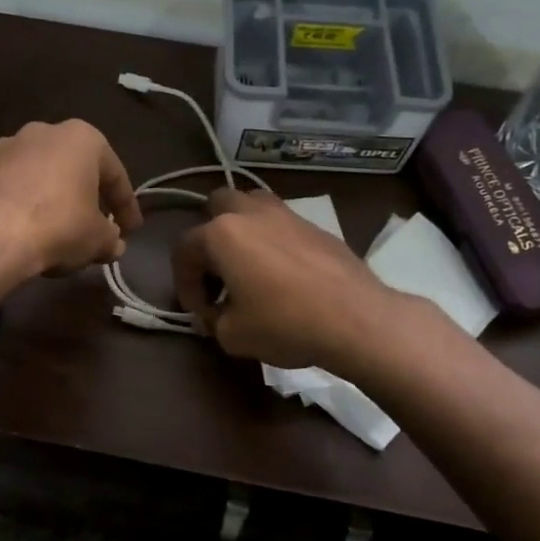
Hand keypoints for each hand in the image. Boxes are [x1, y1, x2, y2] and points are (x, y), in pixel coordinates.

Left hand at [0, 120, 142, 278]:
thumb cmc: (57, 227)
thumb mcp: (97, 240)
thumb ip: (110, 239)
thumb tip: (113, 244)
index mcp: (81, 138)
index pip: (114, 174)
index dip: (126, 206)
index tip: (130, 230)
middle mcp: (40, 132)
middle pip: (71, 167)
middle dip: (83, 195)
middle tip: (91, 225)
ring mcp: (0, 147)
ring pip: (33, 173)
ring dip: (44, 196)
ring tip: (49, 229)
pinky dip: (9, 203)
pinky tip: (12, 229)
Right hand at [172, 188, 396, 369]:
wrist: (356, 319)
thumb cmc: (284, 323)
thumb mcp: (231, 335)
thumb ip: (213, 320)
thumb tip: (218, 314)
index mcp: (221, 234)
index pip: (183, 250)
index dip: (185, 285)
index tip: (201, 313)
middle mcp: (250, 213)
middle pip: (216, 206)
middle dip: (209, 237)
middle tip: (218, 273)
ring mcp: (287, 214)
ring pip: (252, 205)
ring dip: (242, 229)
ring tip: (248, 265)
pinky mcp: (316, 226)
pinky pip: (282, 224)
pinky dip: (273, 241)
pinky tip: (283, 274)